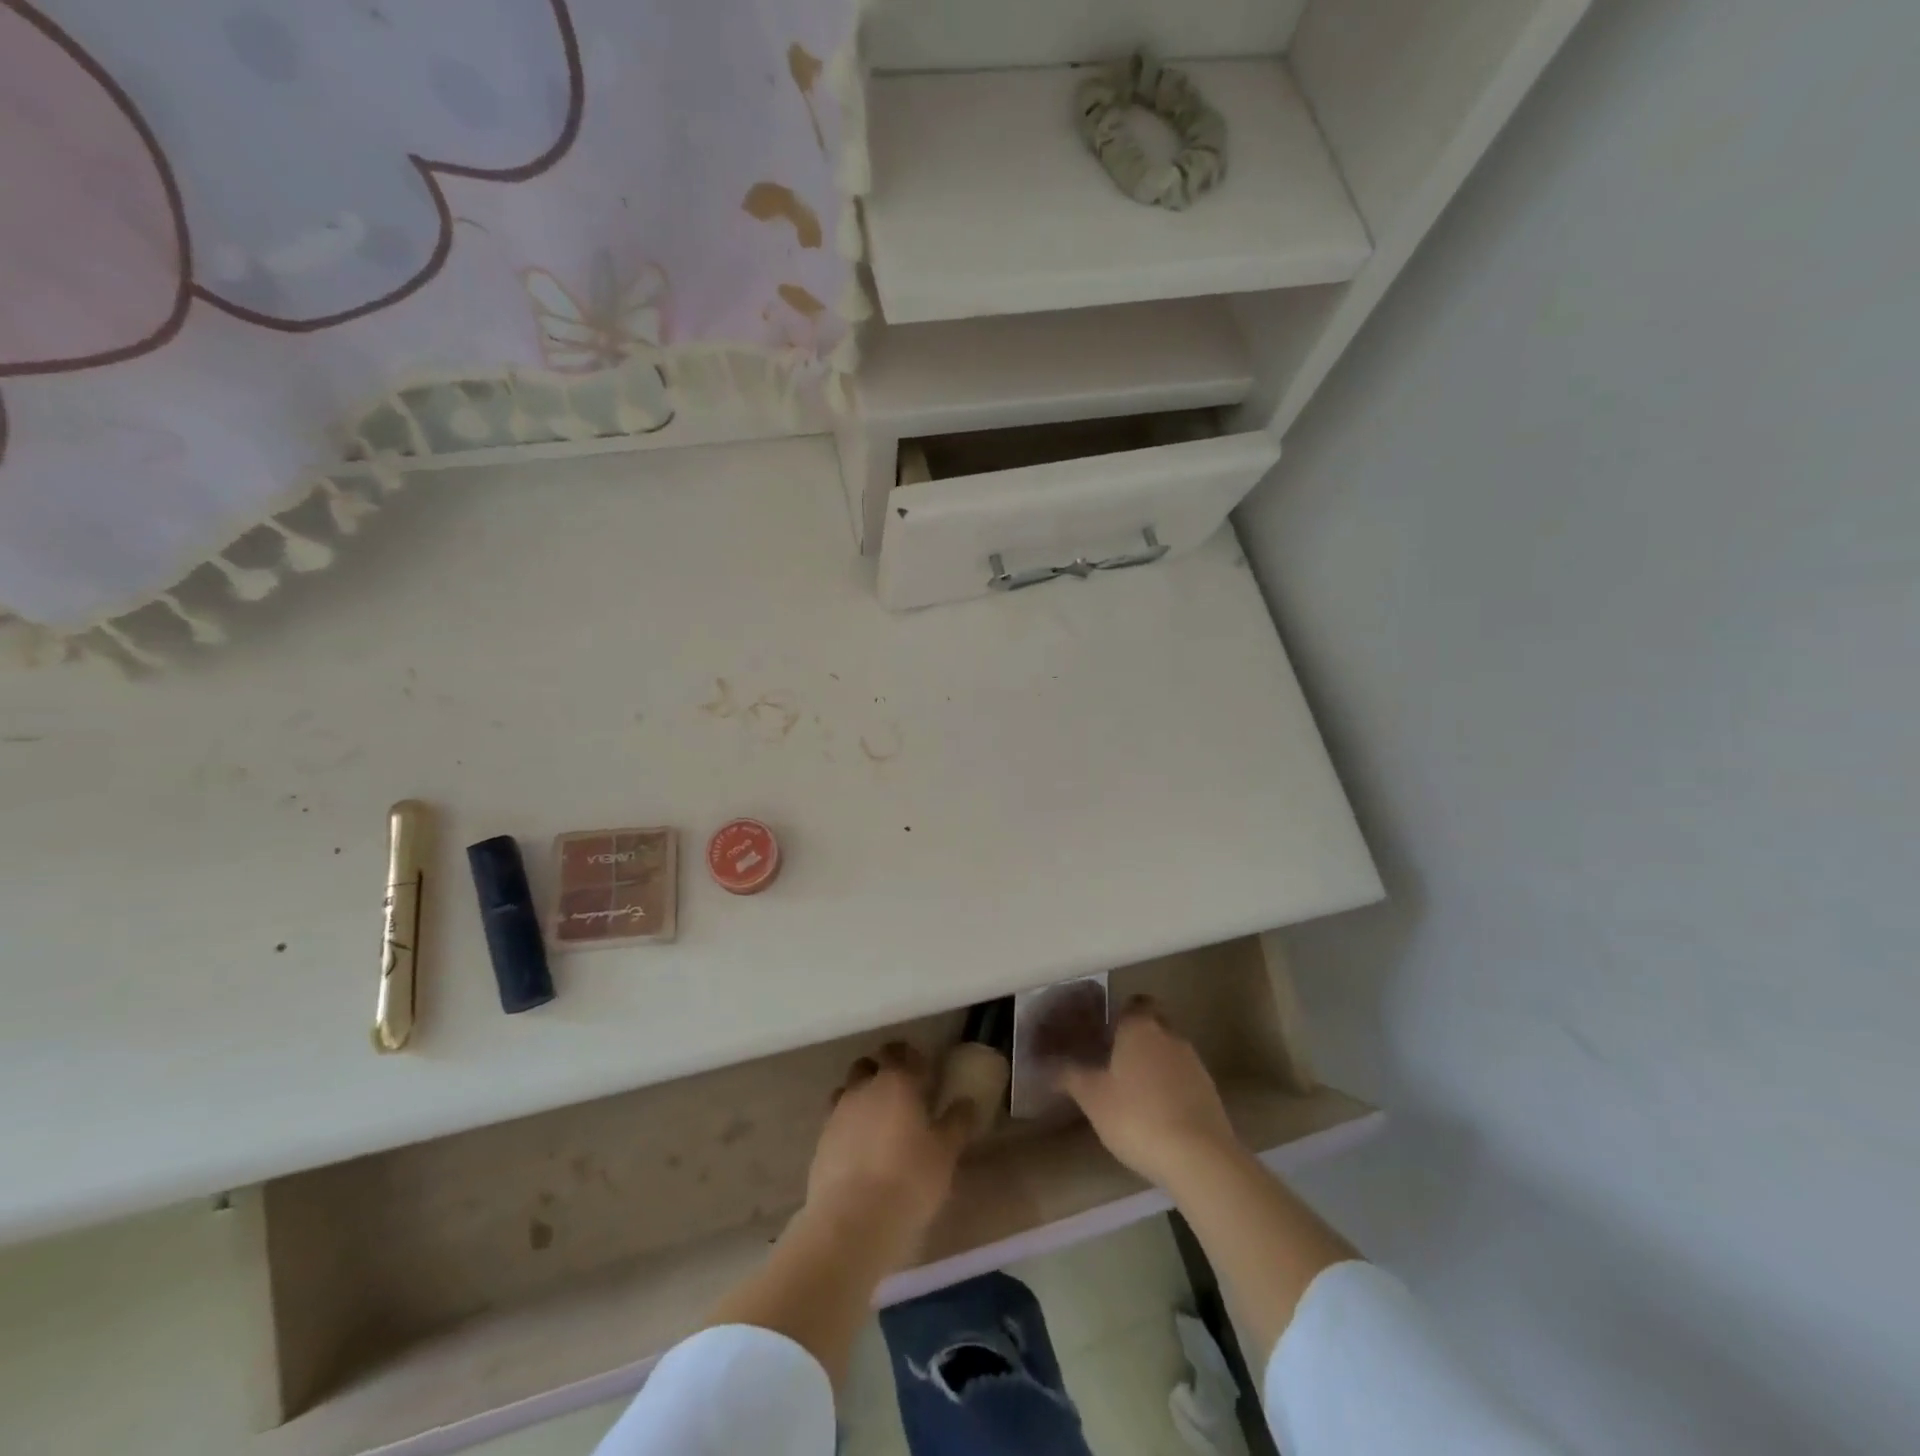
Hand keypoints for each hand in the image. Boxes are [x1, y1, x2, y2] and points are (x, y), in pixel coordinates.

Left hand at [804, 1041, 970, 1266]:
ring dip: (861, 1097)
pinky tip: (860, 1151)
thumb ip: (957, 1122)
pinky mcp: (821, 1141)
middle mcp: (864, 1087)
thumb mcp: (946, 1152)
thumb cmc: (910, 1179)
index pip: (901, 1051)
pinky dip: (848, 1126)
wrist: (852, 1221)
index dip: (911, 1057)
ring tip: (878, 1124)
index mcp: (897, 1080)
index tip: (924, 1072)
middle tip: (902, 1096)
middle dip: (882, 1072)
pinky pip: (836, 1121)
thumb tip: (966, 1101)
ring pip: (848, 1090)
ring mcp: (837, 1113)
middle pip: (868, 1065)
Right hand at [1051, 996, 1241, 1188]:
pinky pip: (1184, 1077)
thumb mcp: (1093, 1098)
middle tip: (1116, 1061)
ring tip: (1135, 1092)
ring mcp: (1194, 1062)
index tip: (1105, 1033)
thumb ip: (1070, 1076)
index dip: (1120, 1014)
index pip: (1133, 1003)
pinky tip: (1159, 1113)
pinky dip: (1172, 1087)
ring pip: (1170, 1050)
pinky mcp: (1210, 1091)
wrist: (1199, 1157)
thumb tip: (1048, 1064)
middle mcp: (1169, 1035)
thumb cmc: (1137, 1117)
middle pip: (1154, 1023)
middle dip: (1138, 1037)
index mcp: (1139, 1027)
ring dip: (1156, 1063)